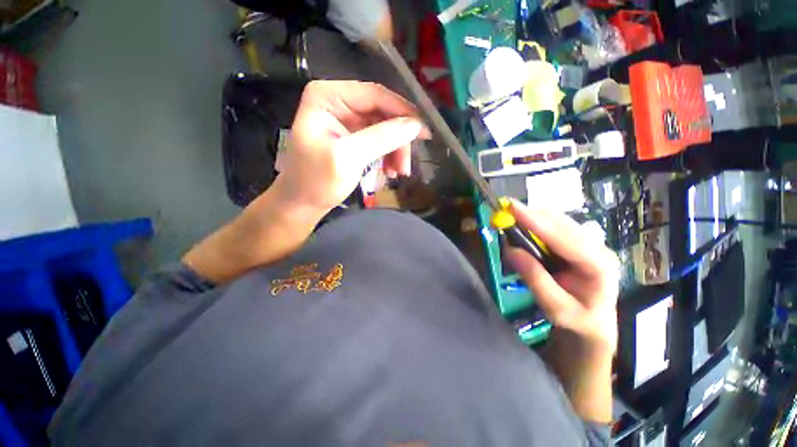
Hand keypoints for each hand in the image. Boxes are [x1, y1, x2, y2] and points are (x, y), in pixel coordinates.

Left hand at [273, 80, 428, 214]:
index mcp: (328, 96)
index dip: (403, 112)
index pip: (374, 95)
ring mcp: (347, 120)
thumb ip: (381, 138)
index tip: (423, 132)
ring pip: (385, 128)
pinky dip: (388, 155)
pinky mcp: (354, 136)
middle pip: (382, 113)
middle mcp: (338, 102)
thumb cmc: (317, 181)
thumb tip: (415, 125)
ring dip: (395, 150)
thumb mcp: (348, 158)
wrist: (303, 203)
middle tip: (407, 165)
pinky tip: (390, 171)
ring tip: (399, 173)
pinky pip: (380, 140)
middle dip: (398, 139)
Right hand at [506, 201, 619, 353]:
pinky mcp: (578, 242)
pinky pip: (554, 225)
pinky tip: (523, 228)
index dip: (535, 221)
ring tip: (509, 220)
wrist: (594, 324)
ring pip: (557, 220)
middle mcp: (597, 247)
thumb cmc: (577, 321)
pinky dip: (535, 223)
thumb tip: (510, 249)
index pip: (563, 237)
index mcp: (598, 265)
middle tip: (503, 212)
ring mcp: (589, 242)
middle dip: (530, 215)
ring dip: (531, 217)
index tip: (511, 208)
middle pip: (560, 222)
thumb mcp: (555, 308)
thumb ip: (535, 279)